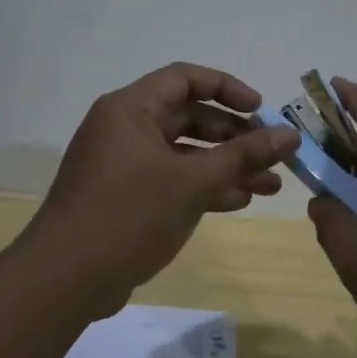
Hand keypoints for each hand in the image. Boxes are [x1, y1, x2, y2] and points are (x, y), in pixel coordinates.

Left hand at [23, 62, 298, 299]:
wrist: (66, 278)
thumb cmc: (129, 214)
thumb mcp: (192, 182)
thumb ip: (242, 155)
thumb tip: (290, 135)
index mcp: (130, 109)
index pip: (184, 79)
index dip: (227, 88)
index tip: (261, 111)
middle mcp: (125, 129)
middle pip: (188, 116)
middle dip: (234, 135)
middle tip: (273, 153)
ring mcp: (124, 165)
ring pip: (184, 153)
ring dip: (226, 166)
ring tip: (271, 185)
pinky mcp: (126, 197)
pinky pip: (172, 180)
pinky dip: (203, 187)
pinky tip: (240, 201)